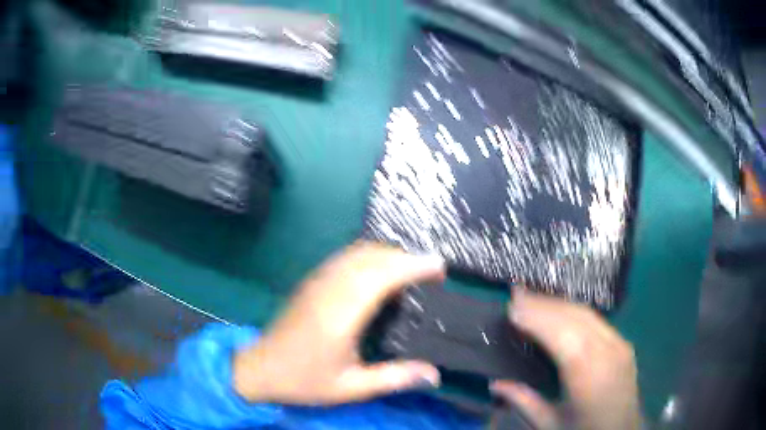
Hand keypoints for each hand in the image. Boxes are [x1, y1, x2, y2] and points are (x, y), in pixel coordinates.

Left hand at [233, 242, 443, 404]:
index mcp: (341, 315)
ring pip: (357, 252)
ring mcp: (317, 282)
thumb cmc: (305, 380)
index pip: (382, 276)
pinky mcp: (311, 282)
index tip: (439, 268)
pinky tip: (378, 272)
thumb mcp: (351, 387)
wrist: (261, 369)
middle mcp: (329, 290)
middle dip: (406, 257)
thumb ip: (394, 378)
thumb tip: (434, 375)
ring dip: (388, 254)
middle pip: (372, 256)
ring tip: (410, 270)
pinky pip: (344, 257)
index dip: (413, 266)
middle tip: (430, 272)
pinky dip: (369, 256)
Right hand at [491, 291, 641, 429]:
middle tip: (517, 293)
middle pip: (576, 318)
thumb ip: (524, 402)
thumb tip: (495, 383)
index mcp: (590, 379)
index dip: (539, 319)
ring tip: (533, 297)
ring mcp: (620, 345)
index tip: (512, 307)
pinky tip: (559, 310)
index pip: (565, 338)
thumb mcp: (550, 425)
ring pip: (588, 314)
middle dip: (545, 304)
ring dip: (558, 303)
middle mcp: (609, 354)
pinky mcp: (623, 343)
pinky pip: (596, 320)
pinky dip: (573, 311)